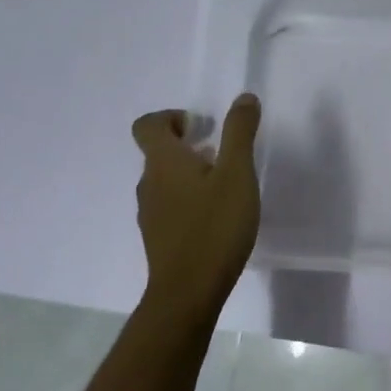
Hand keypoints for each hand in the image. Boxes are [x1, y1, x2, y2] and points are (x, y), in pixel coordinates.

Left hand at [131, 95, 261, 311]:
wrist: (188, 292)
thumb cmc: (214, 227)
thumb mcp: (237, 174)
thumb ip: (240, 133)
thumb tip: (243, 98)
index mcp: (163, 163)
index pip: (147, 125)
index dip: (169, 117)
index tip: (199, 125)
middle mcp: (149, 184)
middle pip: (157, 153)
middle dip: (187, 145)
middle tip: (221, 153)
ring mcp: (150, 214)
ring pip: (165, 181)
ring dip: (189, 173)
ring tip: (224, 185)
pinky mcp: (159, 238)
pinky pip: (169, 206)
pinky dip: (189, 199)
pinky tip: (216, 216)